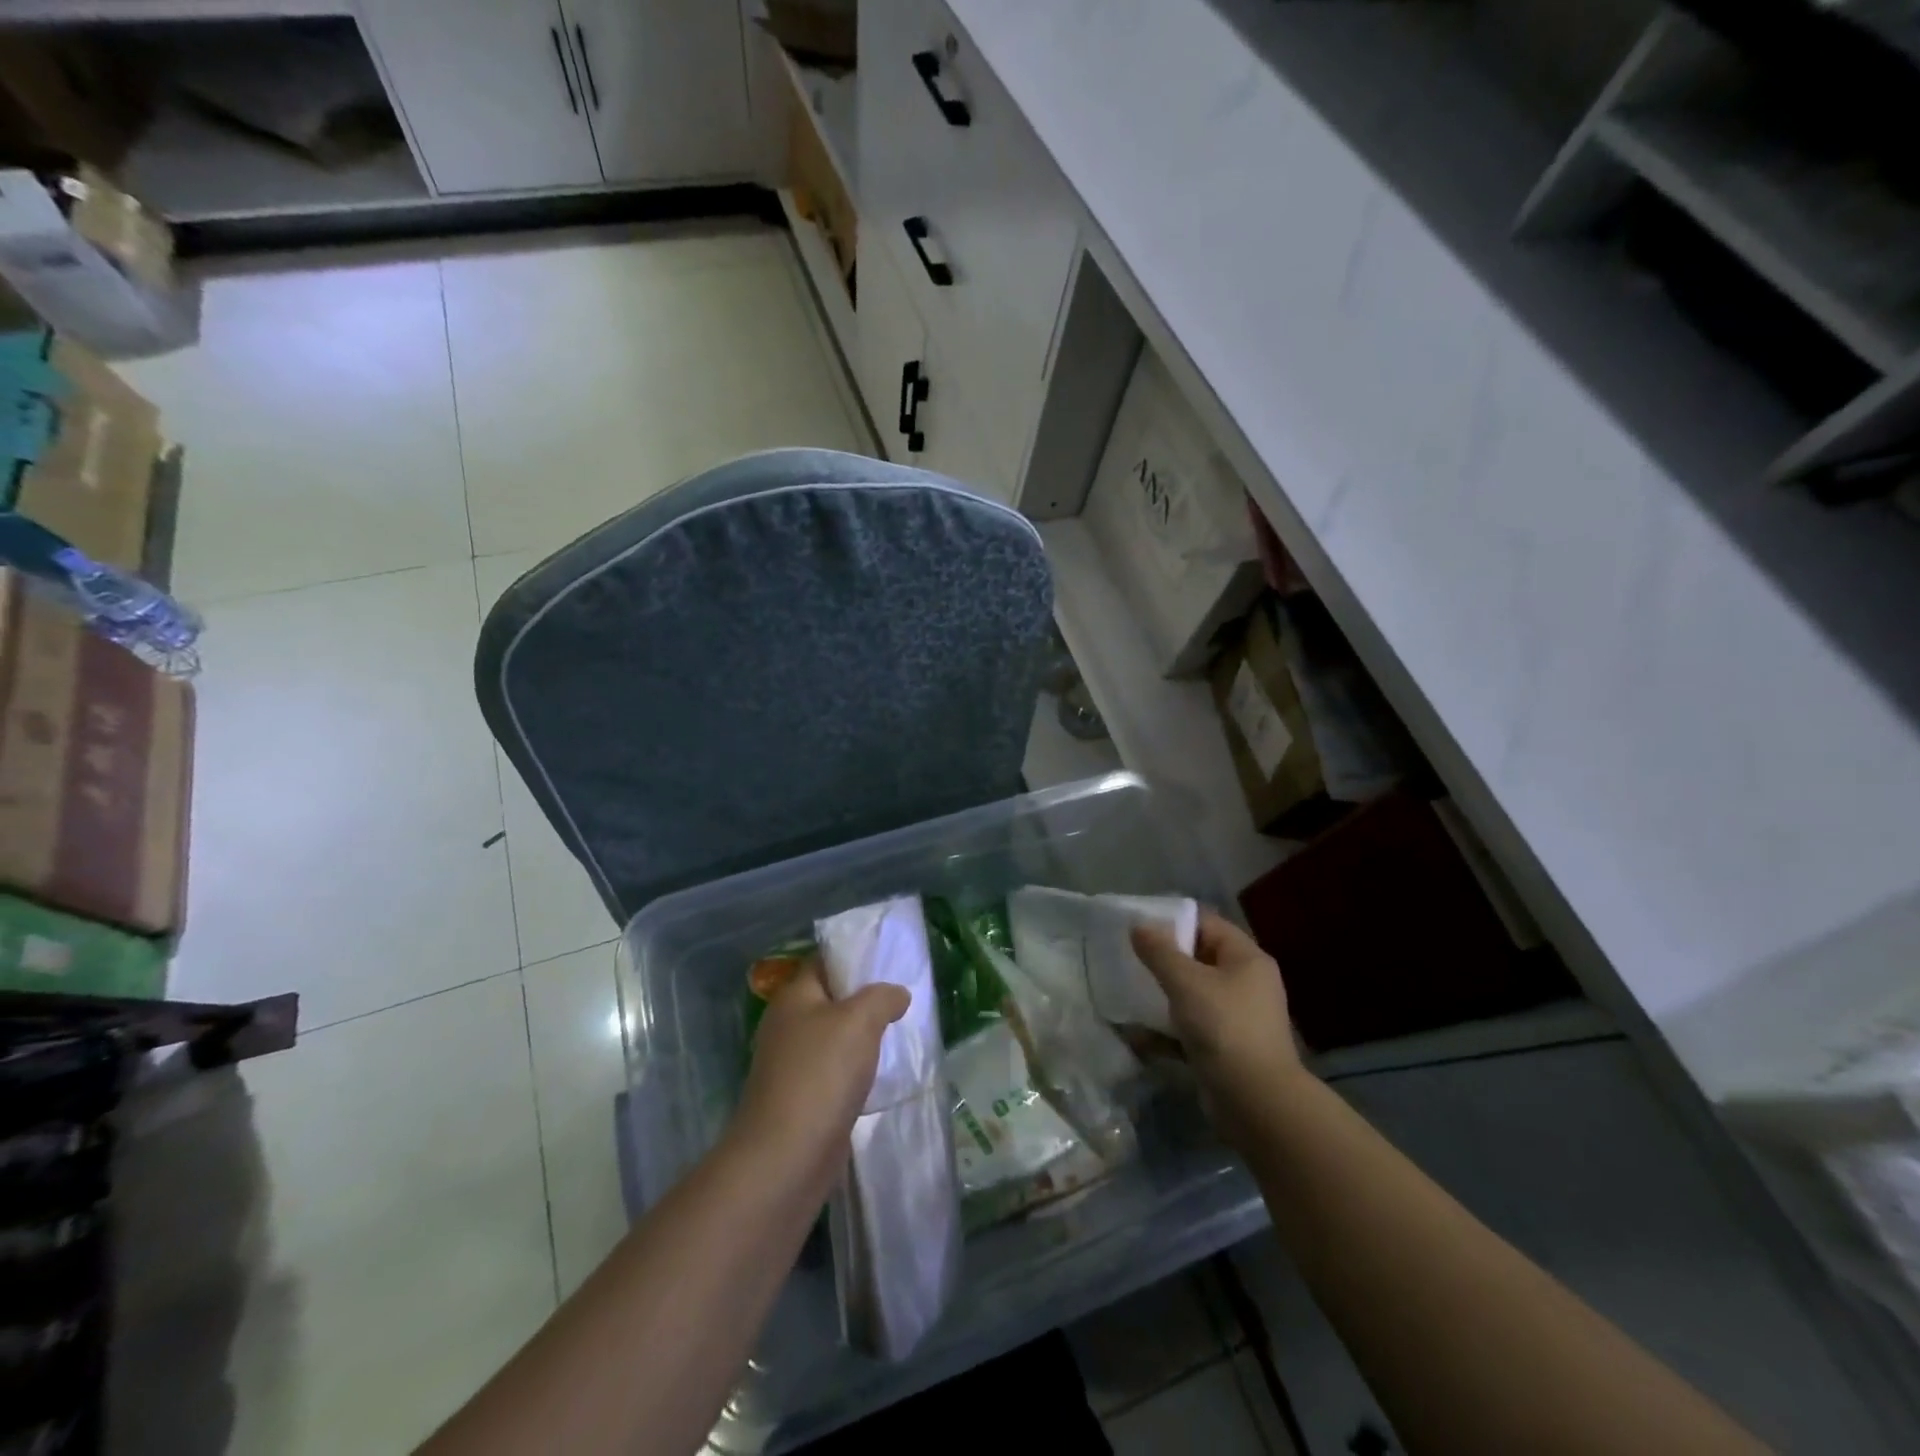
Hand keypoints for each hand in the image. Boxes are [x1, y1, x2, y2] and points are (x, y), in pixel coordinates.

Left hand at [730, 959, 909, 1192]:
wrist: (786, 1157)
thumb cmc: (821, 1074)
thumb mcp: (859, 1020)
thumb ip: (882, 998)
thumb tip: (897, 994)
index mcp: (793, 997)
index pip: (823, 961)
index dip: (853, 956)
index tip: (887, 959)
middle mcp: (787, 1025)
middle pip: (829, 999)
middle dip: (863, 998)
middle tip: (901, 997)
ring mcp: (791, 1064)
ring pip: (833, 1037)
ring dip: (861, 1037)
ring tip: (898, 1032)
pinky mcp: (801, 1098)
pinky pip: (833, 1071)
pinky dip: (855, 1069)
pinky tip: (880, 1074)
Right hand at [1131, 910, 1305, 1148]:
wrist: (1257, 1103)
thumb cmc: (1224, 1028)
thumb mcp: (1186, 983)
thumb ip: (1160, 952)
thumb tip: (1139, 926)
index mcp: (1246, 959)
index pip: (1207, 924)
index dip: (1173, 920)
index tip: (1137, 926)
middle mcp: (1246, 983)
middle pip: (1199, 958)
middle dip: (1163, 958)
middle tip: (1128, 957)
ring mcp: (1237, 1018)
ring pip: (1192, 995)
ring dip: (1162, 995)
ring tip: (1127, 990)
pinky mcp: (1225, 1048)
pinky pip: (1190, 1028)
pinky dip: (1166, 1030)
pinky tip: (1136, 1034)